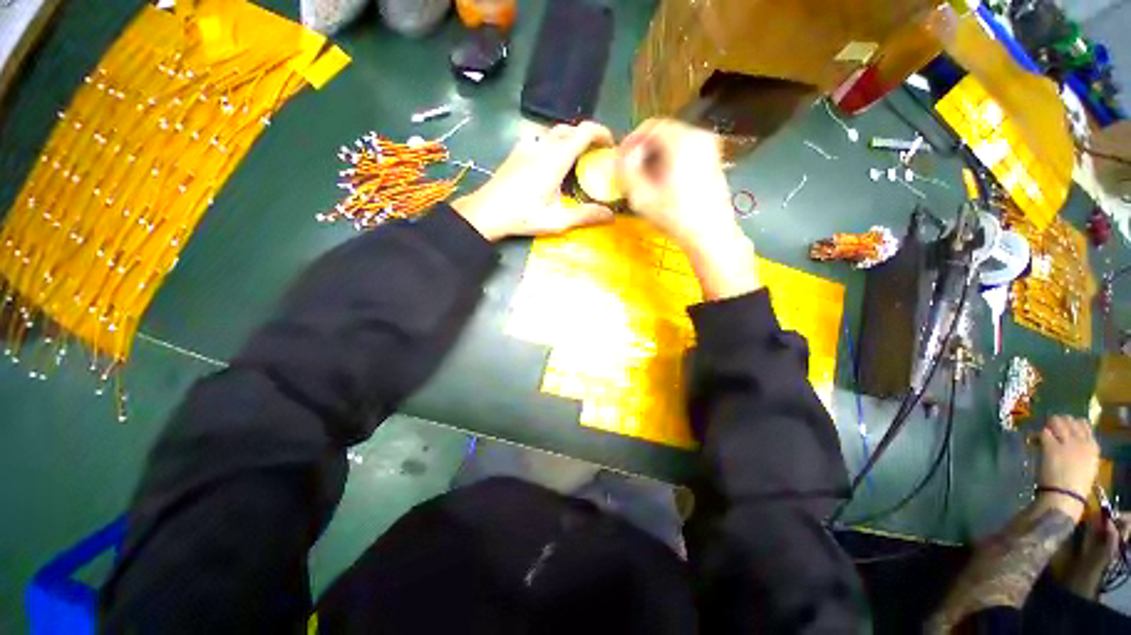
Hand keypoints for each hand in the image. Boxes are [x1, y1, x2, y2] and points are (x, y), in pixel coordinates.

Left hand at [451, 121, 615, 240]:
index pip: (584, 131)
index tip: (611, 146)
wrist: (486, 212)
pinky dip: (553, 145)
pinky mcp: (516, 152)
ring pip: (554, 133)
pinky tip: (550, 165)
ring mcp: (527, 147)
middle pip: (570, 129)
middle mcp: (543, 146)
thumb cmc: (522, 216)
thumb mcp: (557, 221)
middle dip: (587, 137)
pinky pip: (540, 140)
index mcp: (555, 159)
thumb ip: (585, 216)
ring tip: (575, 162)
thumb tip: (611, 215)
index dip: (602, 133)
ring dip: (569, 140)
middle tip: (595, 157)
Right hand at [616, 119, 758, 299]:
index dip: (631, 141)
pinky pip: (685, 152)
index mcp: (681, 139)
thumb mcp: (641, 195)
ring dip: (655, 157)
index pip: (649, 126)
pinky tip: (663, 183)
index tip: (620, 160)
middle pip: (662, 133)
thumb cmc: (674, 216)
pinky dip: (670, 162)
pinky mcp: (713, 161)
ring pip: (674, 143)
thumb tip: (621, 156)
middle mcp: (699, 135)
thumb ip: (626, 171)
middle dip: (643, 150)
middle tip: (630, 171)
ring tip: (644, 180)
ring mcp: (709, 148)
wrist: (710, 235)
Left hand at [1038, 415, 1100, 517]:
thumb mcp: (1086, 465)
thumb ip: (1081, 451)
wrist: (1065, 496)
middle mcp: (1081, 441)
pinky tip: (1034, 442)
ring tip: (1043, 435)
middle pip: (1069, 420)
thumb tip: (1069, 441)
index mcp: (1093, 447)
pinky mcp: (1052, 447)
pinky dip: (1037, 435)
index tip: (1063, 430)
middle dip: (1058, 422)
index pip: (1084, 424)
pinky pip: (1044, 433)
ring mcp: (1067, 443)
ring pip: (1057, 422)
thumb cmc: (1076, 486)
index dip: (1071, 424)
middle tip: (1050, 430)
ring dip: (1048, 426)